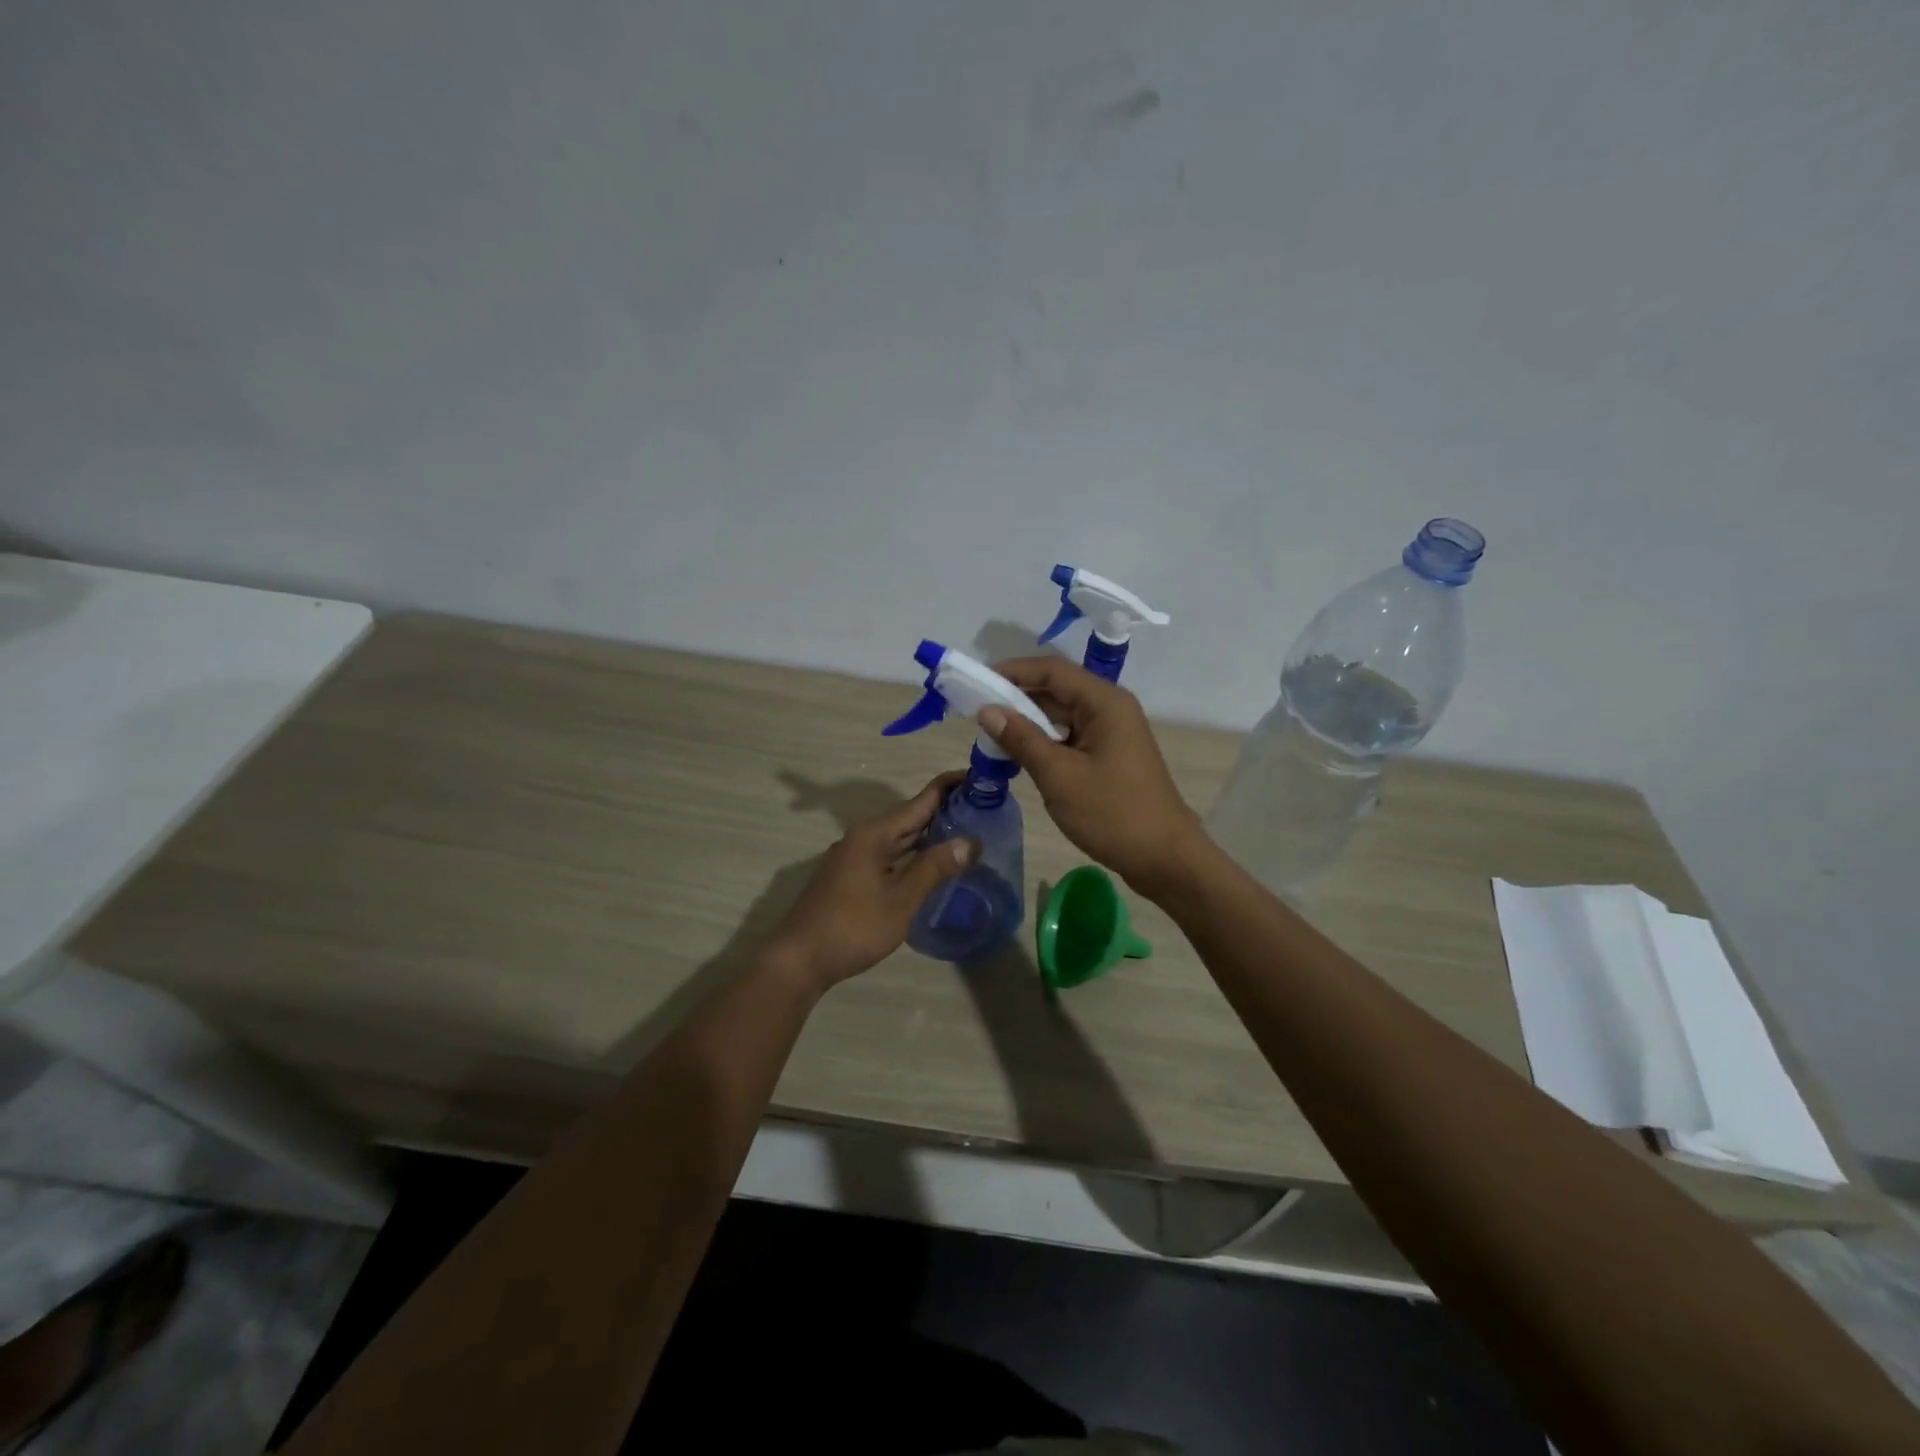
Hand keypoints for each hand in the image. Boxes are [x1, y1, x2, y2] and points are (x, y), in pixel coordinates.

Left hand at [769, 772, 974, 990]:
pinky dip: (914, 854)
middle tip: (984, 808)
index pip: (921, 800)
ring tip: (967, 832)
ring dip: (930, 834)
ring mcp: (855, 857)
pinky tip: (932, 864)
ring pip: (900, 838)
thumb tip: (971, 841)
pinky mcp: (852, 876)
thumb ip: (934, 867)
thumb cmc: (853, 927)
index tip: (982, 778)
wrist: (800, 960)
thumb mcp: (901, 899)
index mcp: (874, 834)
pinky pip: (890, 855)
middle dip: (945, 810)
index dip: (951, 787)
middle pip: (910, 816)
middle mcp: (863, 837)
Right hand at [980, 657, 1206, 899]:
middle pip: (1057, 689)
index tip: (976, 681)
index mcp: (1104, 702)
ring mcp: (1111, 733)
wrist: (1164, 858)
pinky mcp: (1109, 755)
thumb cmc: (1112, 813)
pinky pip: (1070, 737)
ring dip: (1028, 721)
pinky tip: (1018, 754)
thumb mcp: (1059, 776)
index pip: (1052, 670)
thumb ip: (1022, 739)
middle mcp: (1110, 708)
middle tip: (976, 710)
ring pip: (1062, 715)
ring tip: (990, 733)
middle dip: (1016, 697)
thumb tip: (987, 710)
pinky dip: (1044, 741)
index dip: (1013, 671)